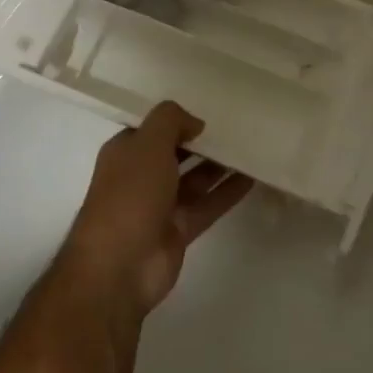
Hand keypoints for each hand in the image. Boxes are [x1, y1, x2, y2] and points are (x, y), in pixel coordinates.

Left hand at [61, 102, 251, 314]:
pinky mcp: (179, 230)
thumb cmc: (130, 195)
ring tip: (251, 146)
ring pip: (195, 179)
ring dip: (219, 165)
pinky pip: (208, 204)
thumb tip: (195, 123)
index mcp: (125, 153)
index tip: (210, 106)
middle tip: (238, 124)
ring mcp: (160, 206)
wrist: (119, 266)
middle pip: (177, 152)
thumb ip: (171, 121)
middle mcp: (141, 177)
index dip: (178, 118)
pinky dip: (228, 191)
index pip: (153, 128)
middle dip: (202, 141)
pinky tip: (253, 176)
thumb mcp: (148, 143)